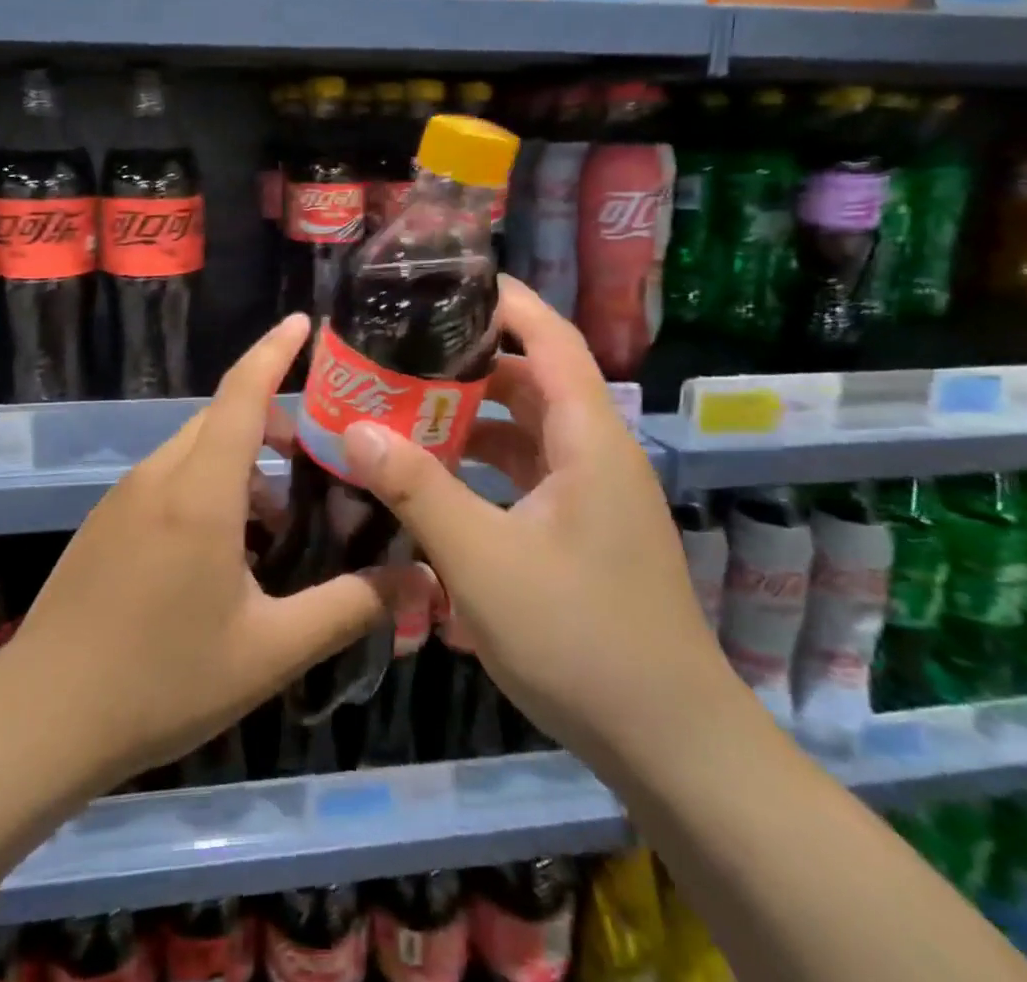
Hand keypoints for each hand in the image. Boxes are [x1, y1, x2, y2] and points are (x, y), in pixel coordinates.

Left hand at [6, 314, 394, 791]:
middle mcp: (160, 476)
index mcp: (200, 491)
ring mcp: (126, 496)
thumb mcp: (270, 650)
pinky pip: (170, 476)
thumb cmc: (162, 680)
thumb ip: (348, 607)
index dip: (274, 350)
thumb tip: (419, 580)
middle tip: (321, 458)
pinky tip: (228, 550)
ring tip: (280, 519)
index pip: (242, 393)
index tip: (305, 322)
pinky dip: (210, 484)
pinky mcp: (108, 520)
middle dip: (274, 421)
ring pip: (196, 448)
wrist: (40, 718)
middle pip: (223, 417)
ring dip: (243, 462)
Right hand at [339, 276, 731, 773]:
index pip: (550, 339)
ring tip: (406, 411)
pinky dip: (486, 468)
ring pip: (528, 432)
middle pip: (532, 382)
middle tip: (403, 353)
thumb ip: (418, 489)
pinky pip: (529, 475)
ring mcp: (593, 496)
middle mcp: (596, 454)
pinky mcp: (584, 532)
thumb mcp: (483, 559)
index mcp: (588, 438)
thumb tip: (355, 428)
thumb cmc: (580, 636)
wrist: (670, 744)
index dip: (507, 302)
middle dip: (470, 364)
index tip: (450, 282)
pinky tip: (439, 483)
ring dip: (473, 420)